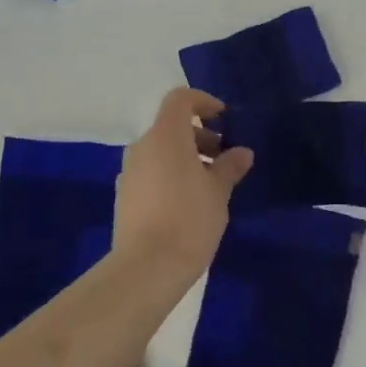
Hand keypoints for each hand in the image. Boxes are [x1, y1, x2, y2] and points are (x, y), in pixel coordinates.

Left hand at [113, 88, 252, 278]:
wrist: (146, 268)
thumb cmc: (189, 220)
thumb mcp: (218, 192)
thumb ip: (230, 166)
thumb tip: (241, 152)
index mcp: (165, 136)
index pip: (180, 99)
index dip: (203, 102)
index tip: (223, 118)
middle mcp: (142, 147)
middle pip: (170, 127)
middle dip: (199, 136)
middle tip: (223, 159)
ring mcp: (129, 172)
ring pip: (160, 151)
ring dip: (185, 158)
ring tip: (210, 185)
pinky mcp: (124, 196)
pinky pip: (150, 173)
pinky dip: (170, 175)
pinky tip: (187, 203)